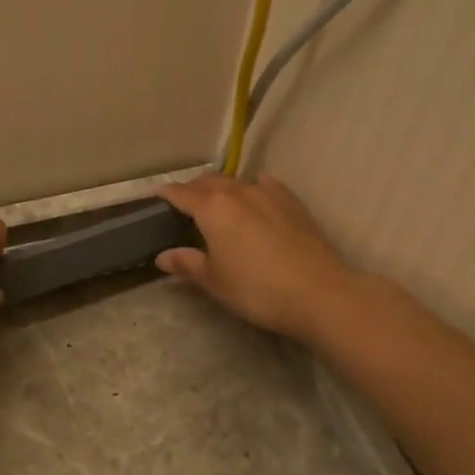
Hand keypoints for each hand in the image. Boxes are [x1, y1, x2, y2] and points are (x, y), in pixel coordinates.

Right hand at [155, 173, 360, 340]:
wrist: (319, 292)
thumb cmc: (257, 289)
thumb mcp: (215, 281)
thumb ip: (188, 264)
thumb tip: (163, 256)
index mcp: (212, 208)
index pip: (181, 193)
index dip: (165, 193)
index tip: (154, 195)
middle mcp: (238, 192)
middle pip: (208, 181)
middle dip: (192, 188)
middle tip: (183, 202)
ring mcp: (269, 193)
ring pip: (237, 182)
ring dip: (221, 188)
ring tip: (216, 202)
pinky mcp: (293, 202)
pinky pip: (266, 185)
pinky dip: (253, 187)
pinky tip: (256, 193)